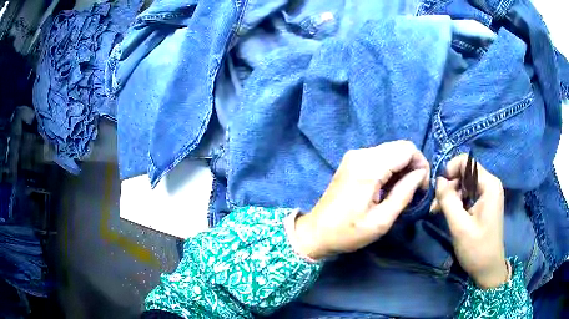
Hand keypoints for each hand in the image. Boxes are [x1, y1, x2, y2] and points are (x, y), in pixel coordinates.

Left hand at [293, 140, 429, 259]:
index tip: (422, 187)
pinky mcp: (352, 161)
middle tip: (415, 189)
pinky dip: (390, 167)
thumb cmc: (349, 232)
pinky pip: (380, 156)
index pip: (407, 149)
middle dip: (413, 165)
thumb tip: (421, 174)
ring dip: (402, 167)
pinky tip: (389, 186)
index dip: (421, 164)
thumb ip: (404, 193)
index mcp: (369, 167)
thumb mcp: (381, 220)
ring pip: (391, 150)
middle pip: (400, 147)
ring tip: (402, 190)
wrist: (316, 232)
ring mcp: (355, 155)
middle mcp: (361, 153)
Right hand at [435, 154, 507, 288]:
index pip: (466, 162)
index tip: (439, 190)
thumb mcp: (460, 226)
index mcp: (489, 185)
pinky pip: (467, 193)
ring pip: (464, 183)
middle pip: (464, 172)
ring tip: (438, 212)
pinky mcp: (484, 202)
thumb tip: (438, 180)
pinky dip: (456, 201)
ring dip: (450, 195)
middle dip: (448, 186)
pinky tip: (448, 214)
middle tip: (435, 207)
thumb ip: (448, 200)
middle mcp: (490, 184)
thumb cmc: (477, 249)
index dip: (450, 170)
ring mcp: (488, 193)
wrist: (488, 268)